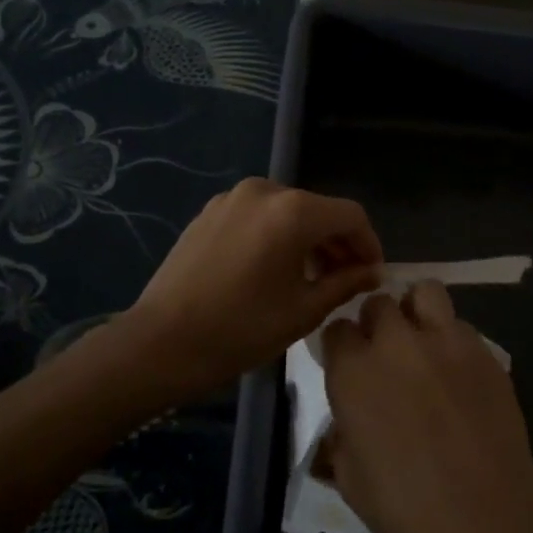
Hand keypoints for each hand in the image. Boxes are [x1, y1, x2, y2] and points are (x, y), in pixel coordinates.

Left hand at [127, 178, 382, 399]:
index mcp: (293, 211)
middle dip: (338, 242)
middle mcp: (265, 190)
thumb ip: (345, 283)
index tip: (372, 274)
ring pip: (288, 211)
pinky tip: (272, 269)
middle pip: (318, 209)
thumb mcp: (303, 311)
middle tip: (346, 280)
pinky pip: (258, 215)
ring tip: (312, 277)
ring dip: (307, 238)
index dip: (369, 243)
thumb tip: (371, 272)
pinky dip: (276, 234)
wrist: (160, 342)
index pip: (350, 215)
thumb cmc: (240, 329)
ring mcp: (232, 197)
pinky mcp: (209, 211)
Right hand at [322, 283, 532, 532]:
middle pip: (378, 303)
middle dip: (377, 323)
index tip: (348, 364)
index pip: (336, 329)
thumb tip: (346, 425)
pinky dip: (453, 338)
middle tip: (386, 354)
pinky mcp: (482, 349)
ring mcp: (442, 340)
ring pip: (424, 292)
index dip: (341, 346)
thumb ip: (341, 437)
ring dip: (416, 310)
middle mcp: (394, 343)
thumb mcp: (350, 479)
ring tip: (423, 340)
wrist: (485, 513)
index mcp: (353, 371)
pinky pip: (460, 325)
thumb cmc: (405, 506)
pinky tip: (459, 370)